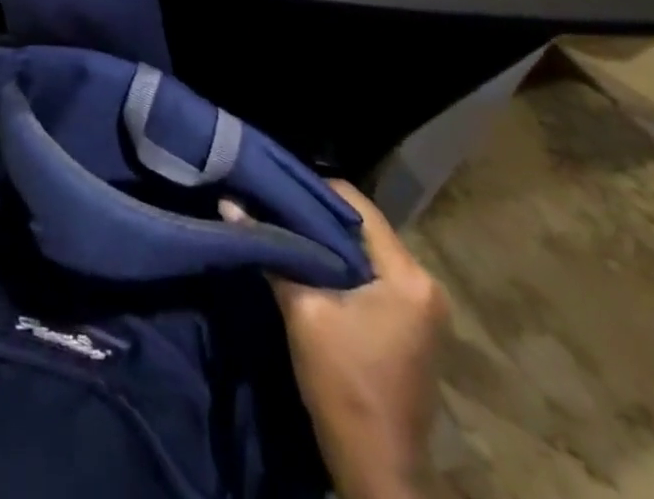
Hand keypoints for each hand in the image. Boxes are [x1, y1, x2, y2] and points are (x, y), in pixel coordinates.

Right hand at [225, 183, 446, 498]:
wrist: (375, 468)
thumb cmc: (342, 383)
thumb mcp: (302, 309)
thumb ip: (270, 250)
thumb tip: (229, 203)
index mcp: (408, 276)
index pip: (356, 205)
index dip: (311, 190)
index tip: (273, 185)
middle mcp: (424, 284)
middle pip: (362, 227)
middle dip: (315, 216)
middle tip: (272, 204)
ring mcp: (423, 308)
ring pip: (365, 251)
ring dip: (326, 241)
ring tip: (283, 228)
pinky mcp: (412, 326)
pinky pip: (372, 275)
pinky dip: (340, 265)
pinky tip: (307, 263)